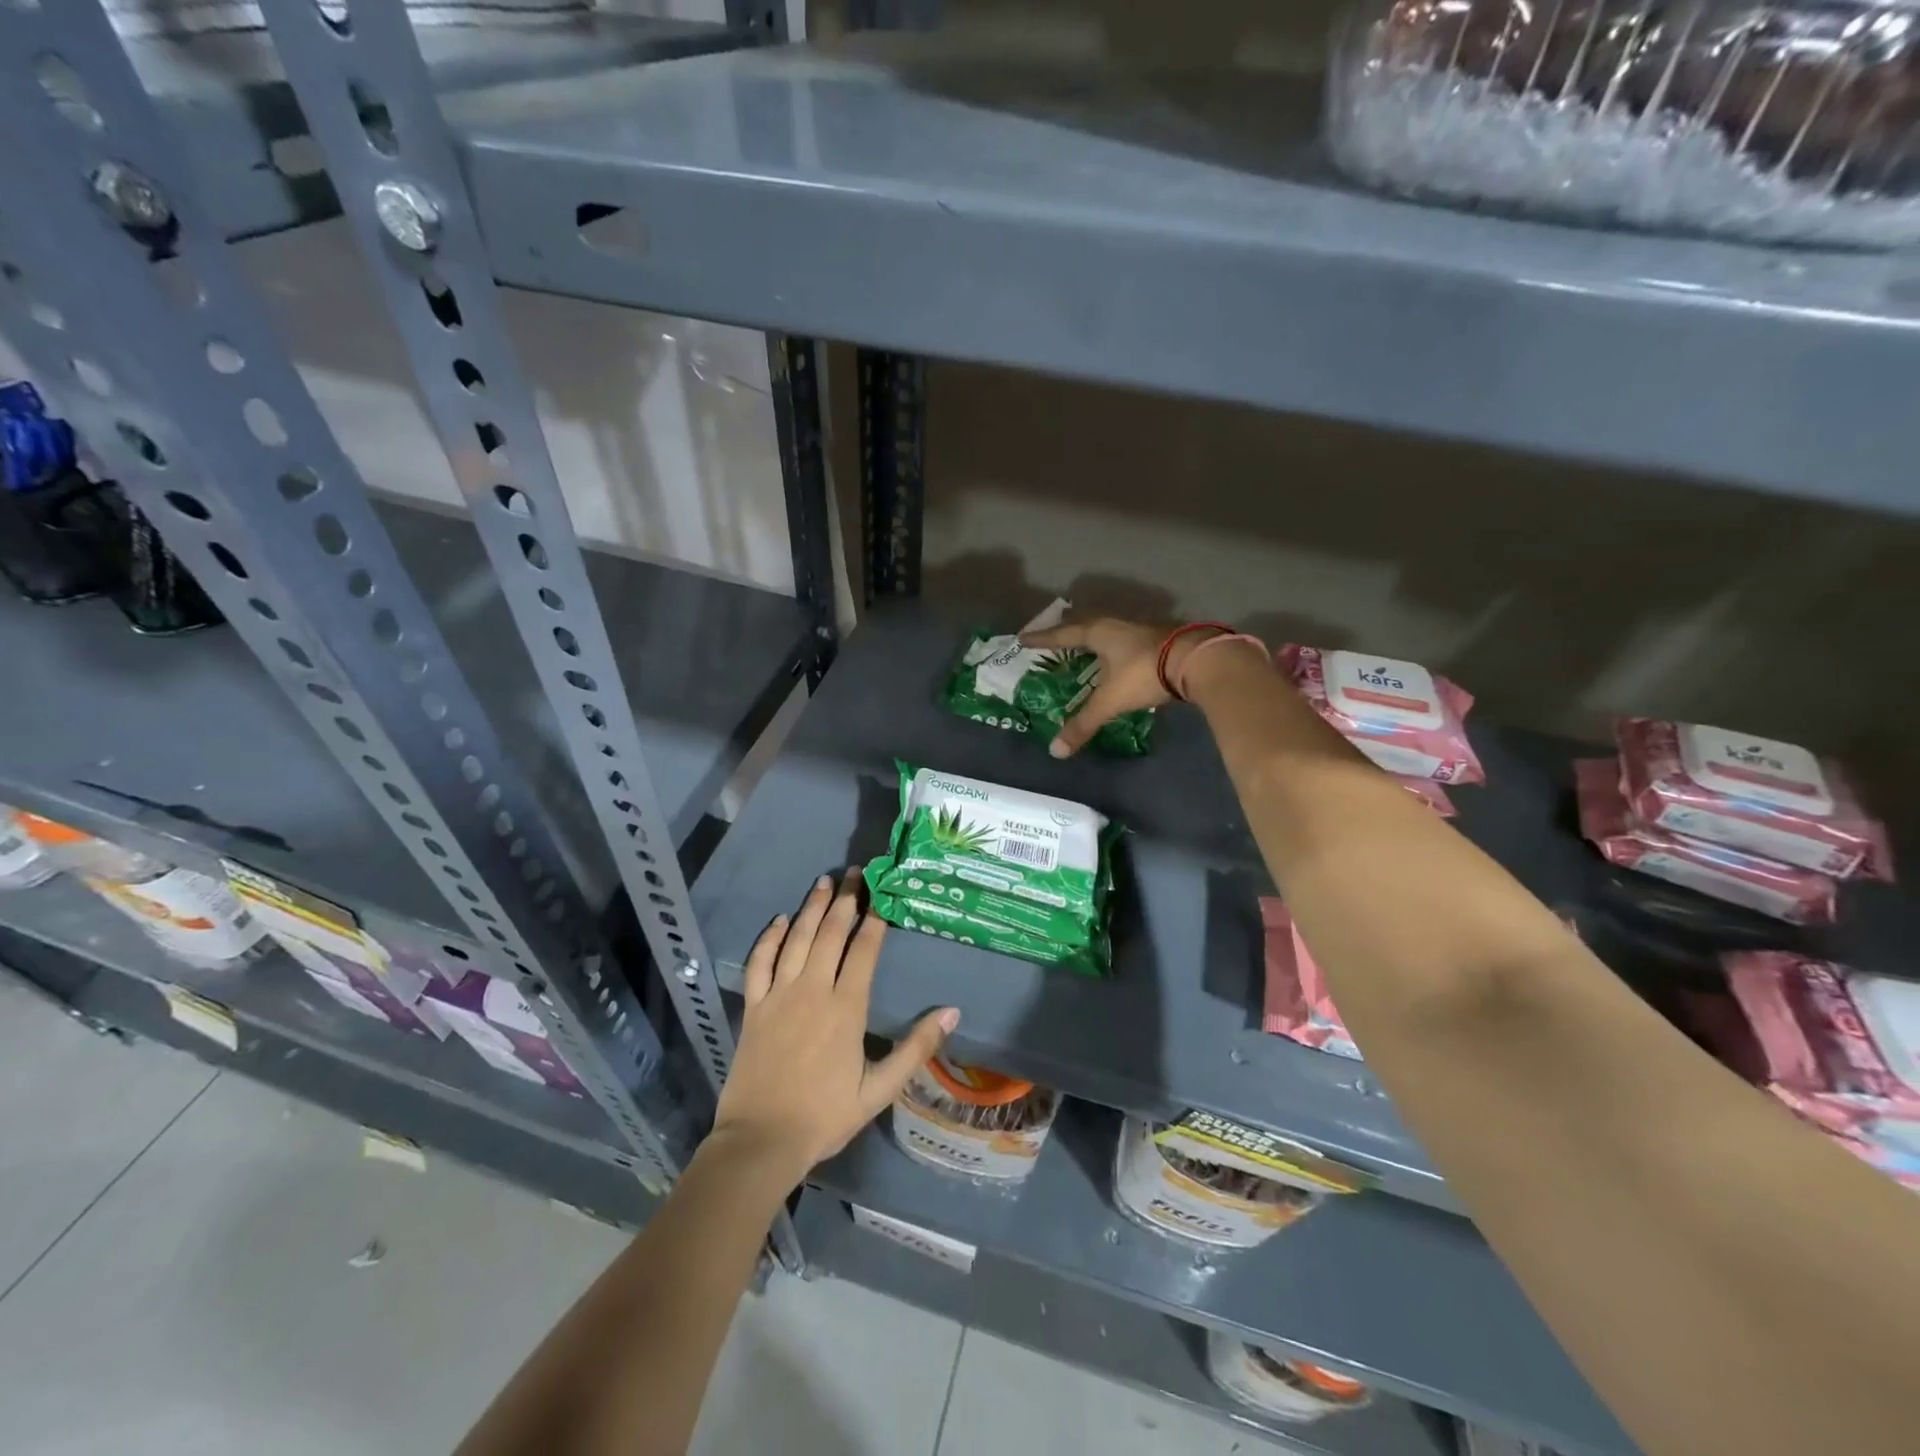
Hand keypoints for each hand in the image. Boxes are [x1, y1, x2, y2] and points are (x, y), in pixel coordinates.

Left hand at [713, 872, 958, 1180]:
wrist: (762, 1140)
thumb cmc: (826, 1116)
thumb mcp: (880, 1089)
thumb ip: (916, 1049)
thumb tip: (952, 1012)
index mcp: (846, 1007)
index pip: (864, 949)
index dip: (875, 918)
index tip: (883, 892)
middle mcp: (813, 990)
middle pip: (831, 933)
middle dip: (846, 899)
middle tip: (856, 872)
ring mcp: (779, 995)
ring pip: (797, 938)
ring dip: (812, 907)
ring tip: (825, 881)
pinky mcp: (754, 1007)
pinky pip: (760, 962)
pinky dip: (769, 938)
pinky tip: (779, 919)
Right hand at [1021, 618, 1187, 757]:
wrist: (1197, 661)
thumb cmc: (1144, 674)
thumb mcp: (1110, 700)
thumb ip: (1084, 724)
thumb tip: (1056, 751)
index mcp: (1100, 633)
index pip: (1063, 635)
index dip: (1043, 639)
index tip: (1023, 638)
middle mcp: (1117, 626)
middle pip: (1086, 624)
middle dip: (1068, 630)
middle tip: (1054, 636)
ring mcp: (1141, 630)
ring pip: (1109, 631)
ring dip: (1094, 638)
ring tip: (1083, 647)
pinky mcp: (1160, 640)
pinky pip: (1126, 641)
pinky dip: (1115, 649)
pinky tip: (1118, 659)